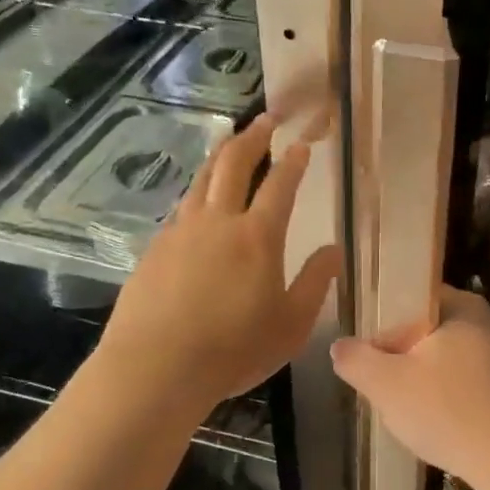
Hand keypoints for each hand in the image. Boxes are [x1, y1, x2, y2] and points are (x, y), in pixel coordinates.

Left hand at [93, 114, 340, 414]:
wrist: (155, 369)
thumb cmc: (234, 350)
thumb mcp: (291, 324)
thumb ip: (315, 282)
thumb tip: (334, 248)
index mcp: (258, 237)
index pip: (280, 185)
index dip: (293, 161)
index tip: (301, 143)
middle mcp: (218, 222)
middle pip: (234, 164)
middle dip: (253, 137)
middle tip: (265, 120)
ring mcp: (180, 232)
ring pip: (201, 179)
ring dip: (221, 156)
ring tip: (232, 144)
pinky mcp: (155, 249)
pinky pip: (182, 207)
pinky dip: (197, 191)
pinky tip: (199, 200)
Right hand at [330, 288, 489, 477]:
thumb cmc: (447, 410)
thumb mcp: (386, 384)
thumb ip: (356, 360)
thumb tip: (340, 347)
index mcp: (464, 307)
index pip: (415, 300)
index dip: (387, 326)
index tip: (373, 356)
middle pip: (432, 332)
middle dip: (406, 358)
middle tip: (385, 386)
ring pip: (451, 361)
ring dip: (429, 381)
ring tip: (410, 410)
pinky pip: (472, 385)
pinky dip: (453, 399)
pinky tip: (440, 425)